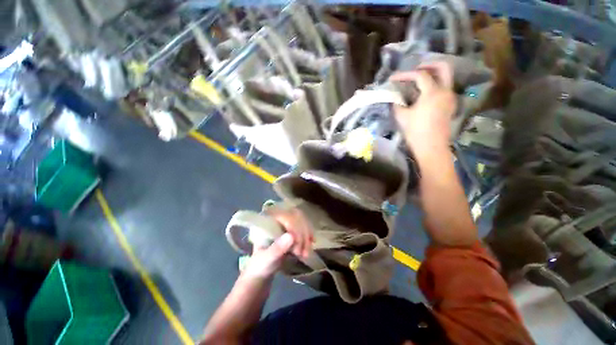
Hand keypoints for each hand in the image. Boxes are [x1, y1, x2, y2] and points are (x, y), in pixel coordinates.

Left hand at [241, 208, 312, 280]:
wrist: (262, 271)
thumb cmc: (260, 265)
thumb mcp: (266, 260)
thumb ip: (277, 249)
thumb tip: (291, 236)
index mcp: (266, 220)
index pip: (284, 215)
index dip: (293, 227)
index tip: (297, 246)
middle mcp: (276, 216)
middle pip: (295, 216)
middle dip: (302, 233)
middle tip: (302, 252)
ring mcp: (285, 220)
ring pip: (301, 220)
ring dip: (306, 235)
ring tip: (305, 253)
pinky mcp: (292, 226)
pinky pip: (304, 224)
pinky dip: (309, 234)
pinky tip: (311, 243)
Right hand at [391, 61, 456, 155]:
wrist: (431, 147)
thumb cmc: (415, 131)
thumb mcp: (402, 116)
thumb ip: (397, 103)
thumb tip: (395, 97)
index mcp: (433, 92)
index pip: (420, 75)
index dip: (405, 74)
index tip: (393, 78)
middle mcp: (445, 91)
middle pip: (443, 67)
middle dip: (428, 65)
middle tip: (415, 70)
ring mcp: (450, 97)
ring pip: (446, 77)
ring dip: (432, 75)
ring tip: (418, 82)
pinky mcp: (450, 105)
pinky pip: (445, 88)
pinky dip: (435, 85)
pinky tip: (424, 93)